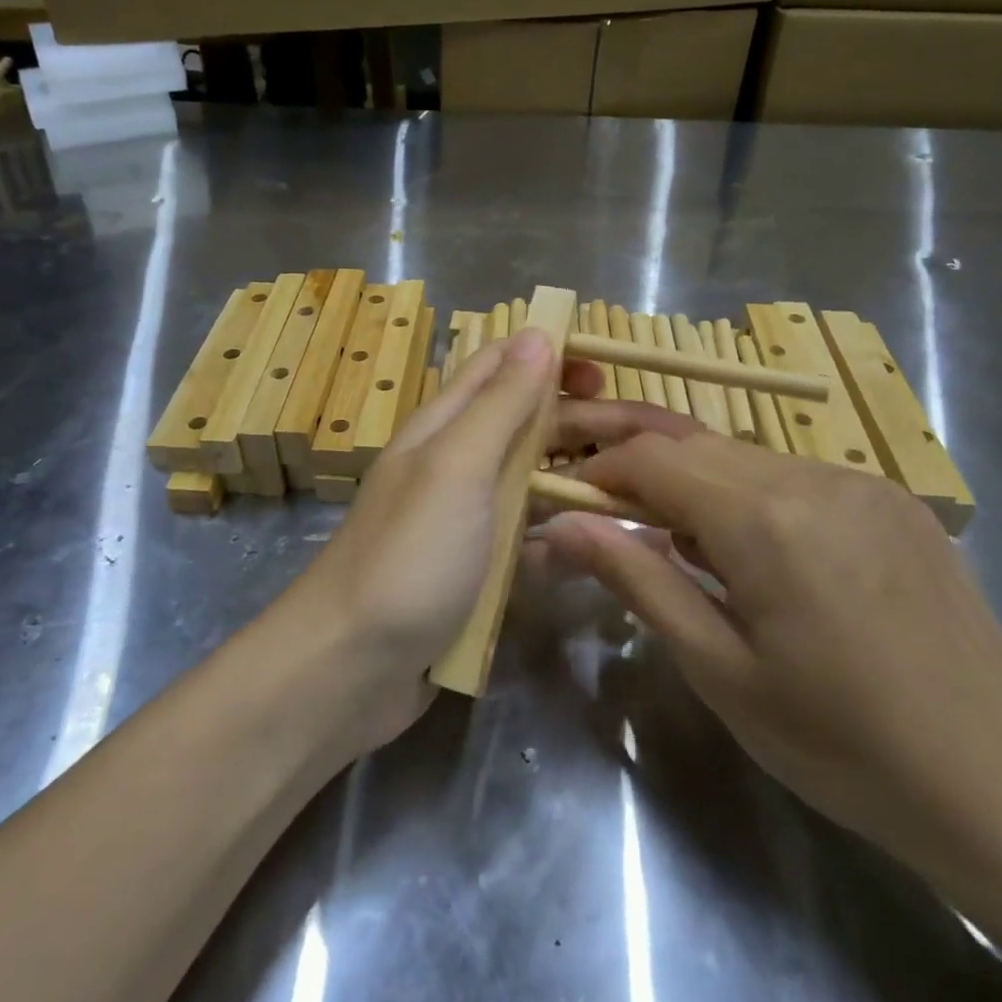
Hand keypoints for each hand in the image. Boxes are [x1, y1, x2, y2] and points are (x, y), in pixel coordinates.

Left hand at [288, 328, 601, 749]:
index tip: (608, 371)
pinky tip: (596, 552)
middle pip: (526, 427)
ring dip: (580, 484)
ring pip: (532, 487)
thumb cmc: (408, 557)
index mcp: (443, 429)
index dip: (550, 357)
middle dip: (583, 424)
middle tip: (652, 439)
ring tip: (642, 494)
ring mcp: (464, 524)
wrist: (349, 668)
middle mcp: (453, 467)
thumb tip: (538, 333)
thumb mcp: (456, 468)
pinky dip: (559, 542)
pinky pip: (525, 546)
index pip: (499, 367)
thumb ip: (498, 404)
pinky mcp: (473, 575)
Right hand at [541, 418, 1001, 879]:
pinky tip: (755, 554)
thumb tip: (559, 526)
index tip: (566, 501)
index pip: (652, 458)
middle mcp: (814, 476)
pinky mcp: (893, 500)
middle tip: (605, 513)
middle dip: (638, 467)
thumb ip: (637, 579)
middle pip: (695, 443)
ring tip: (679, 545)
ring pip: (744, 455)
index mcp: (765, 519)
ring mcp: (862, 482)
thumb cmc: (839, 742)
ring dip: (694, 483)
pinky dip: (749, 495)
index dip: (599, 470)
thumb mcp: (718, 668)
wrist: (1000, 783)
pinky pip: (795, 474)